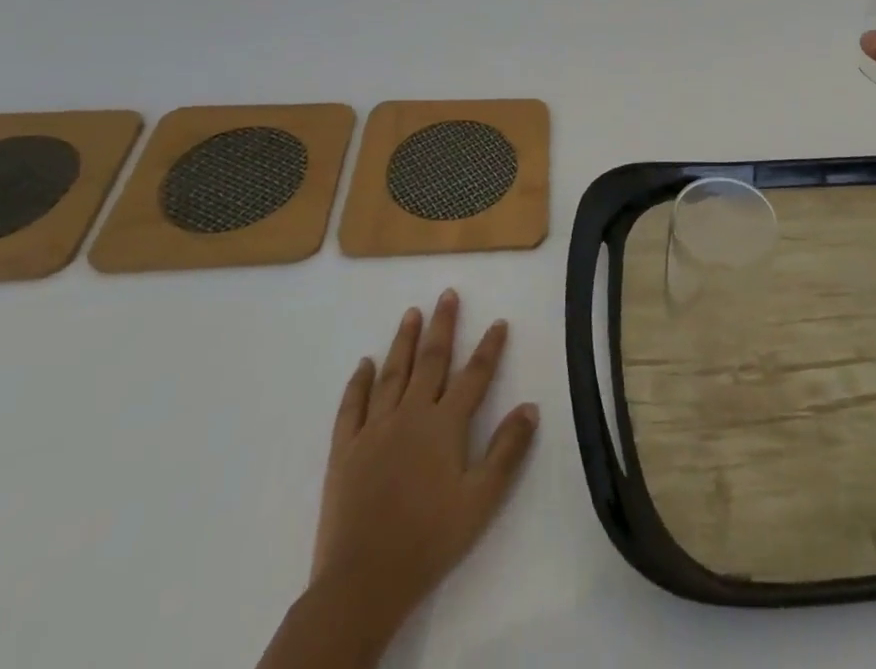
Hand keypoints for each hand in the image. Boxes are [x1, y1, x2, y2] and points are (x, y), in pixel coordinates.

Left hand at [309, 291, 538, 638]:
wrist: (363, 581)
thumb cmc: (429, 539)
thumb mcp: (481, 500)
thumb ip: (507, 451)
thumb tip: (530, 407)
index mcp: (445, 425)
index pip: (474, 376)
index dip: (489, 348)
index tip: (499, 321)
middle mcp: (411, 414)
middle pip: (431, 361)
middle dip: (442, 326)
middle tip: (447, 294)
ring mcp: (375, 429)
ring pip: (392, 373)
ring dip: (404, 341)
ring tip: (411, 313)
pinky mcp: (346, 448)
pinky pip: (353, 405)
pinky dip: (358, 382)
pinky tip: (364, 363)